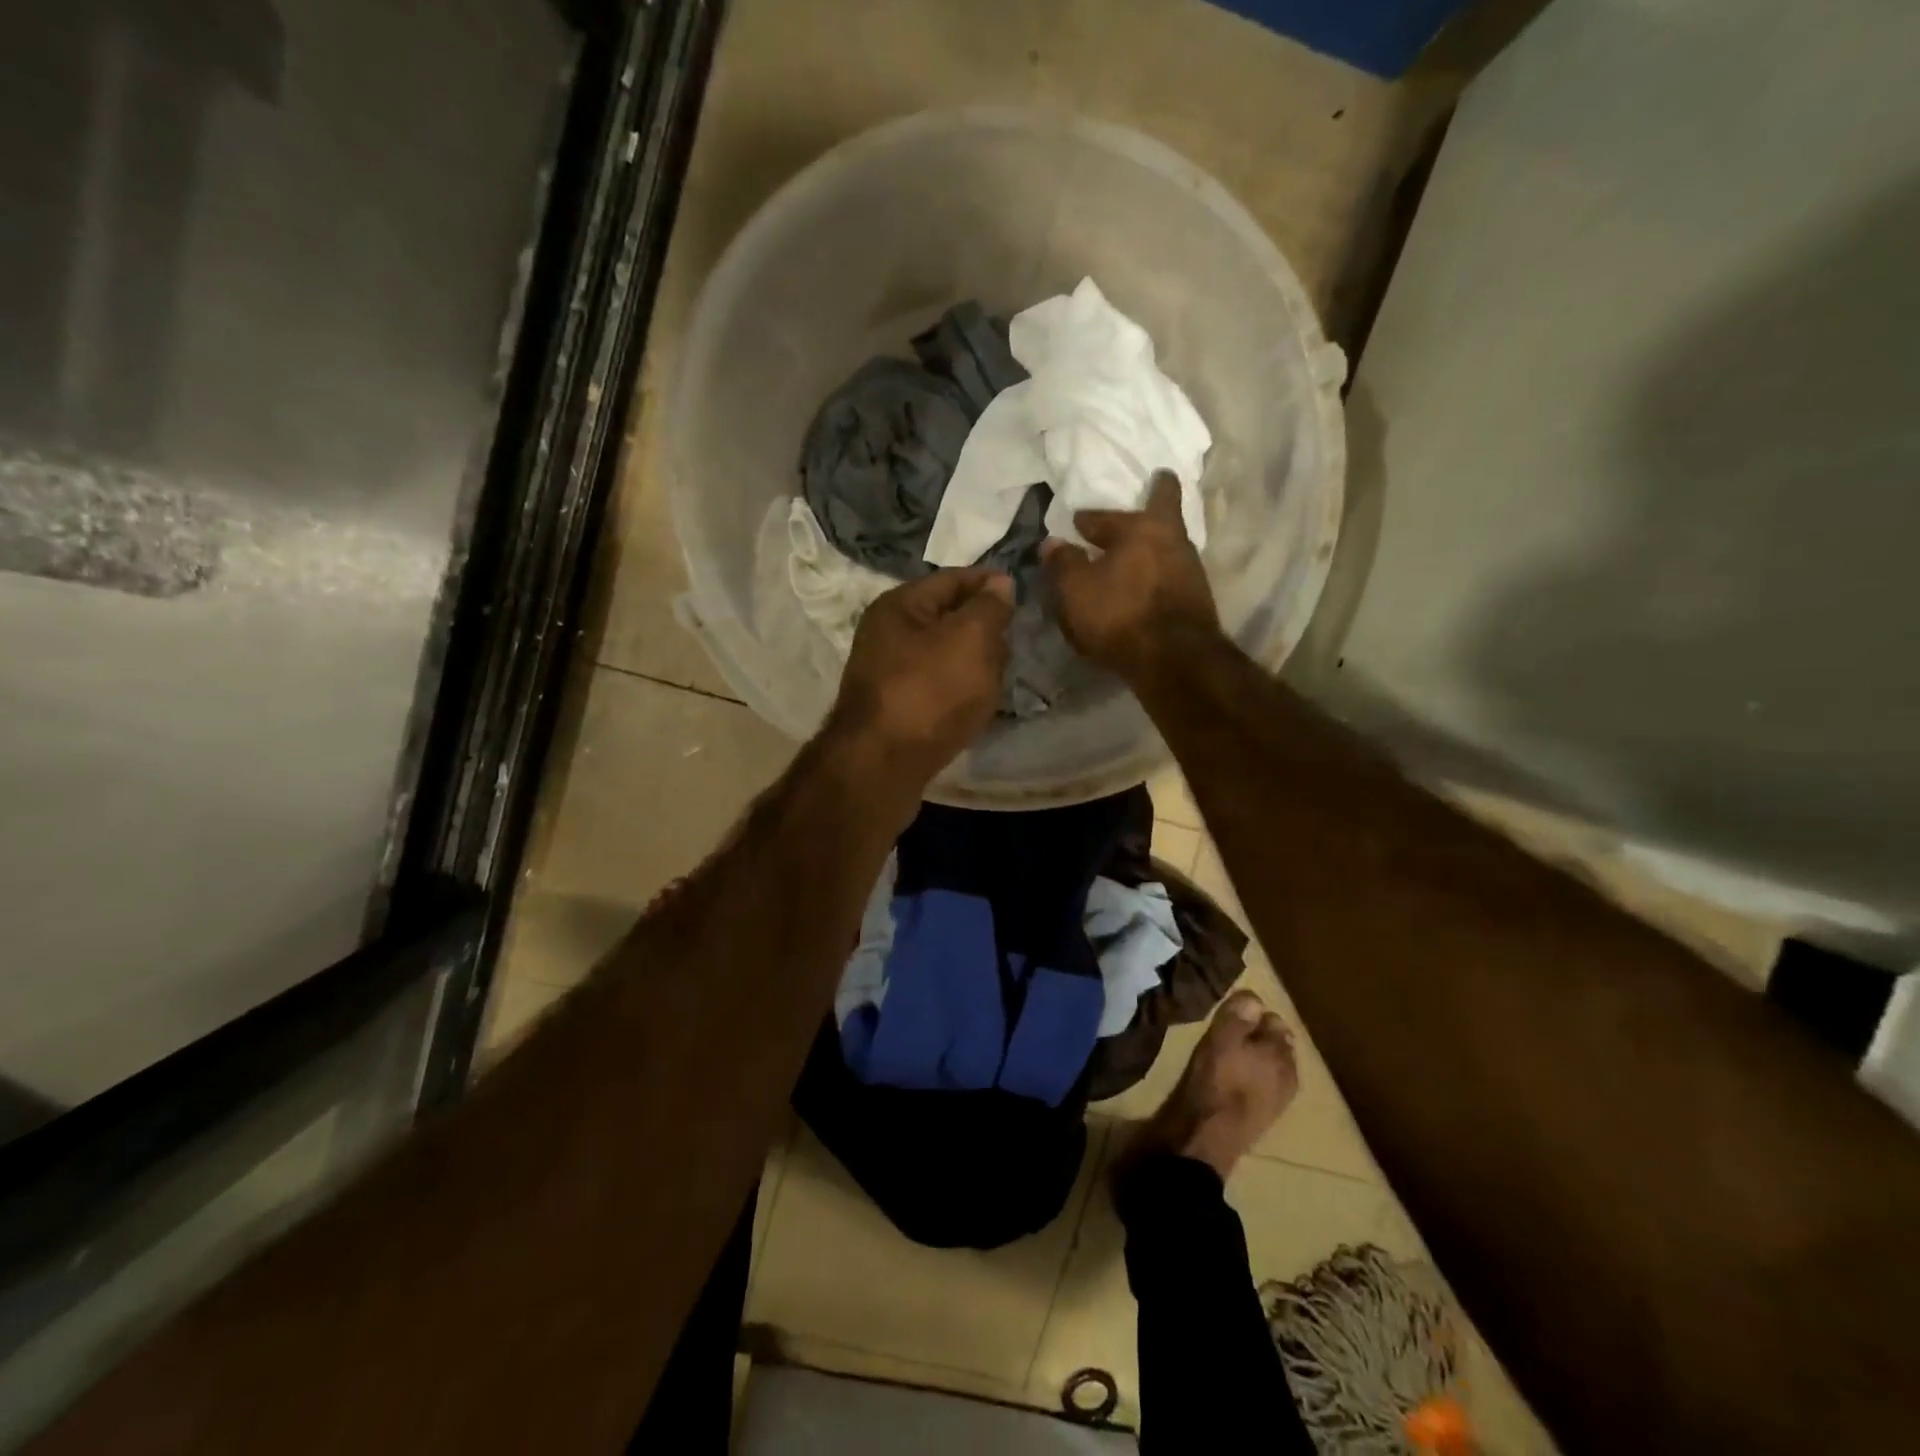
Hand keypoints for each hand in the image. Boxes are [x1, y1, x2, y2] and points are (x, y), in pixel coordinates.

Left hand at [826, 567, 1014, 786]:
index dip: (989, 583)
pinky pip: (937, 687)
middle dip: (984, 626)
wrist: (882, 765)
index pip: (953, 579)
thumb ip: (989, 607)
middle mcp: (887, 634)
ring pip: (944, 655)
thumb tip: (999, 584)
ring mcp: (888, 674)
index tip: (1023, 594)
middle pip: (947, 617)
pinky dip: (960, 689)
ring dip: (973, 661)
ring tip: (1001, 674)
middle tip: (1015, 641)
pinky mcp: (896, 709)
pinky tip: (978, 702)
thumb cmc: (930, 692)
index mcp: (899, 605)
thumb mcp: (970, 639)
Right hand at [1042, 470, 1218, 681]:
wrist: (1175, 659)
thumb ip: (1062, 563)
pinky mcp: (1198, 598)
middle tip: (1153, 486)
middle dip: (1154, 500)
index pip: (1108, 515)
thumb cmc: (1120, 615)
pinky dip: (1158, 573)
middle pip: (1161, 513)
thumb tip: (1053, 542)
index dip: (1089, 519)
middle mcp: (1173, 539)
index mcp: (1142, 527)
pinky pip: (1172, 574)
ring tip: (1135, 552)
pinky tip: (1146, 585)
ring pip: (1168, 545)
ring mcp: (1191, 568)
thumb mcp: (1076, 590)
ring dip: (1152, 545)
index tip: (1077, 522)